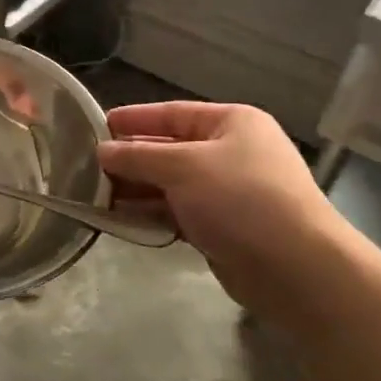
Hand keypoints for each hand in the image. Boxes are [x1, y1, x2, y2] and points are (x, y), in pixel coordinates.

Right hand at [97, 102, 344, 321]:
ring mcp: (228, 192)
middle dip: (130, 159)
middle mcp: (231, 152)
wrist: (295, 267)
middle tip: (86, 166)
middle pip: (169, 149)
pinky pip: (177, 212)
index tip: (96, 126)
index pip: (172, 113)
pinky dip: (151, 214)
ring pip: (170, 184)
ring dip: (136, 189)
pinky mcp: (222, 227)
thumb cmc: (240, 199)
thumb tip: (102, 150)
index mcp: (231, 123)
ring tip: (94, 195)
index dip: (134, 119)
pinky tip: (119, 219)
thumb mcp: (183, 167)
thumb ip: (138, 156)